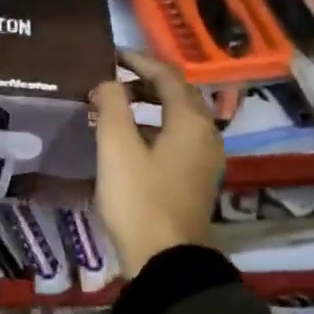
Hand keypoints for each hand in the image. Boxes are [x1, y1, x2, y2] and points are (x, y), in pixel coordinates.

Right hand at [89, 49, 223, 277]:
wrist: (164, 258)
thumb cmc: (139, 198)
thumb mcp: (116, 147)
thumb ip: (111, 106)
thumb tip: (107, 82)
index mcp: (190, 121)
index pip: (167, 76)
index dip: (138, 61)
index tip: (109, 55)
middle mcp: (206, 134)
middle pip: (177, 94)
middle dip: (144, 81)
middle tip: (109, 79)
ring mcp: (205, 158)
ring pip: (178, 117)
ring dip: (148, 104)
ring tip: (113, 105)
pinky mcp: (196, 178)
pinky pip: (177, 137)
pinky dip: (153, 126)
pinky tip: (128, 138)